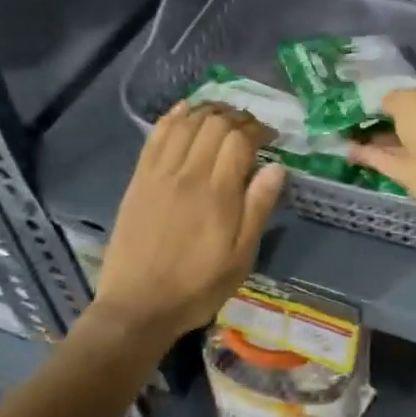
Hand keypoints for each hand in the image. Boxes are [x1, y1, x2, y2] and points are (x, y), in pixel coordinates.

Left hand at [85, 102, 285, 342]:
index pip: (239, 140)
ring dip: (208, 111)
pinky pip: (156, 136)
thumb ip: (258, 208)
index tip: (271, 138)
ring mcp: (159, 174)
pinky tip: (185, 110)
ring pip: (185, 123)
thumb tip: (277, 168)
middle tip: (251, 126)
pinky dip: (173, 117)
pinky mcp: (138, 180)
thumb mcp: (241, 257)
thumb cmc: (198, 287)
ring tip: (224, 115)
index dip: (258, 131)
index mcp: (218, 194)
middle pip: (214, 124)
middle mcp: (188, 174)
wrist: (138, 306)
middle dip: (237, 117)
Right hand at [348, 78, 415, 208]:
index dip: (400, 86)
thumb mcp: (408, 97)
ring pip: (397, 140)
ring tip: (342, 128)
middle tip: (353, 108)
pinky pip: (388, 160)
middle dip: (385, 114)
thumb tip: (384, 103)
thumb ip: (392, 98)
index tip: (373, 88)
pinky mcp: (414, 174)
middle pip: (409, 116)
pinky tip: (345, 148)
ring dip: (374, 136)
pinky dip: (369, 155)